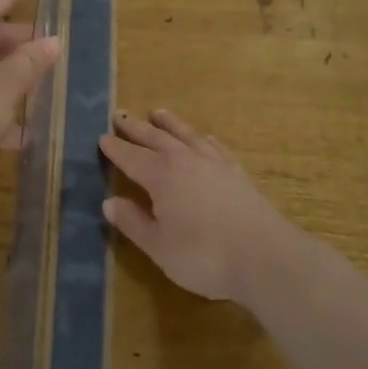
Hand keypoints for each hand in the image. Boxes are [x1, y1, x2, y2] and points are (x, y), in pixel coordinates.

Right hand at [98, 109, 294, 303]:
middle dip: (136, 128)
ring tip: (157, 112)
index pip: (131, 158)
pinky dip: (204, 140)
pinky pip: (215, 147)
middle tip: (120, 114)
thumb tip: (109, 202)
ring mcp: (214, 163)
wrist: (265, 256)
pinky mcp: (237, 172)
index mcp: (160, 176)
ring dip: (169, 124)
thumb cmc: (204, 256)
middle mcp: (185, 161)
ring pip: (186, 135)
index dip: (115, 149)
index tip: (102, 138)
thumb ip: (133, 223)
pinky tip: (204, 138)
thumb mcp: (159, 247)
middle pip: (155, 139)